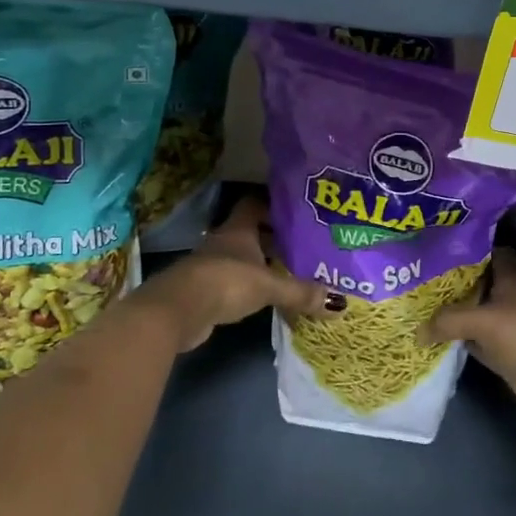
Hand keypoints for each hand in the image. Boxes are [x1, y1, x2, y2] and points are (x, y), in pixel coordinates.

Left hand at [142, 197, 329, 351]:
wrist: (177, 310)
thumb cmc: (225, 283)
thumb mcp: (269, 286)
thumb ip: (300, 292)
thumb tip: (338, 303)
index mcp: (238, 230)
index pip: (255, 205)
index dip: (274, 206)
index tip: (296, 214)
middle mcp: (224, 242)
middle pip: (251, 232)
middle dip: (274, 238)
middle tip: (303, 247)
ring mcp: (211, 266)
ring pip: (243, 258)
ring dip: (262, 264)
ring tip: (291, 272)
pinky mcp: (205, 290)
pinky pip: (234, 281)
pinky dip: (250, 286)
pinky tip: (267, 296)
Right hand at [420, 249, 515, 417]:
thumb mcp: (482, 321)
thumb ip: (449, 321)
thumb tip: (417, 330)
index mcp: (510, 277)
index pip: (487, 252)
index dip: (466, 249)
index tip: (438, 249)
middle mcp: (508, 297)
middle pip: (476, 284)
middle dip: (451, 283)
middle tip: (416, 280)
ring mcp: (507, 325)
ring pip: (474, 314)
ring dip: (452, 315)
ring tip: (416, 307)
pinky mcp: (504, 352)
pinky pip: (475, 342)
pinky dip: (459, 342)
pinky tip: (432, 340)